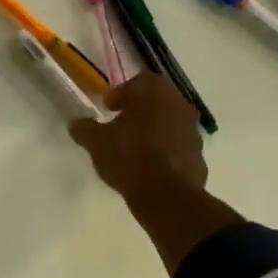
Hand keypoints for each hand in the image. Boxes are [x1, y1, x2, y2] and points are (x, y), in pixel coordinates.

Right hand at [68, 73, 206, 198]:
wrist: (166, 195)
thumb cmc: (129, 156)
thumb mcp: (96, 141)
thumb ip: (85, 128)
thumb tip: (78, 124)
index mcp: (155, 92)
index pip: (138, 81)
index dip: (120, 93)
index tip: (108, 108)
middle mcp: (179, 104)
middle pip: (157, 100)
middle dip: (138, 110)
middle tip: (119, 125)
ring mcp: (193, 131)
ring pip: (170, 123)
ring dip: (154, 130)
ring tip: (134, 148)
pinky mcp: (199, 156)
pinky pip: (178, 147)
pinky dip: (165, 151)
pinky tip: (150, 167)